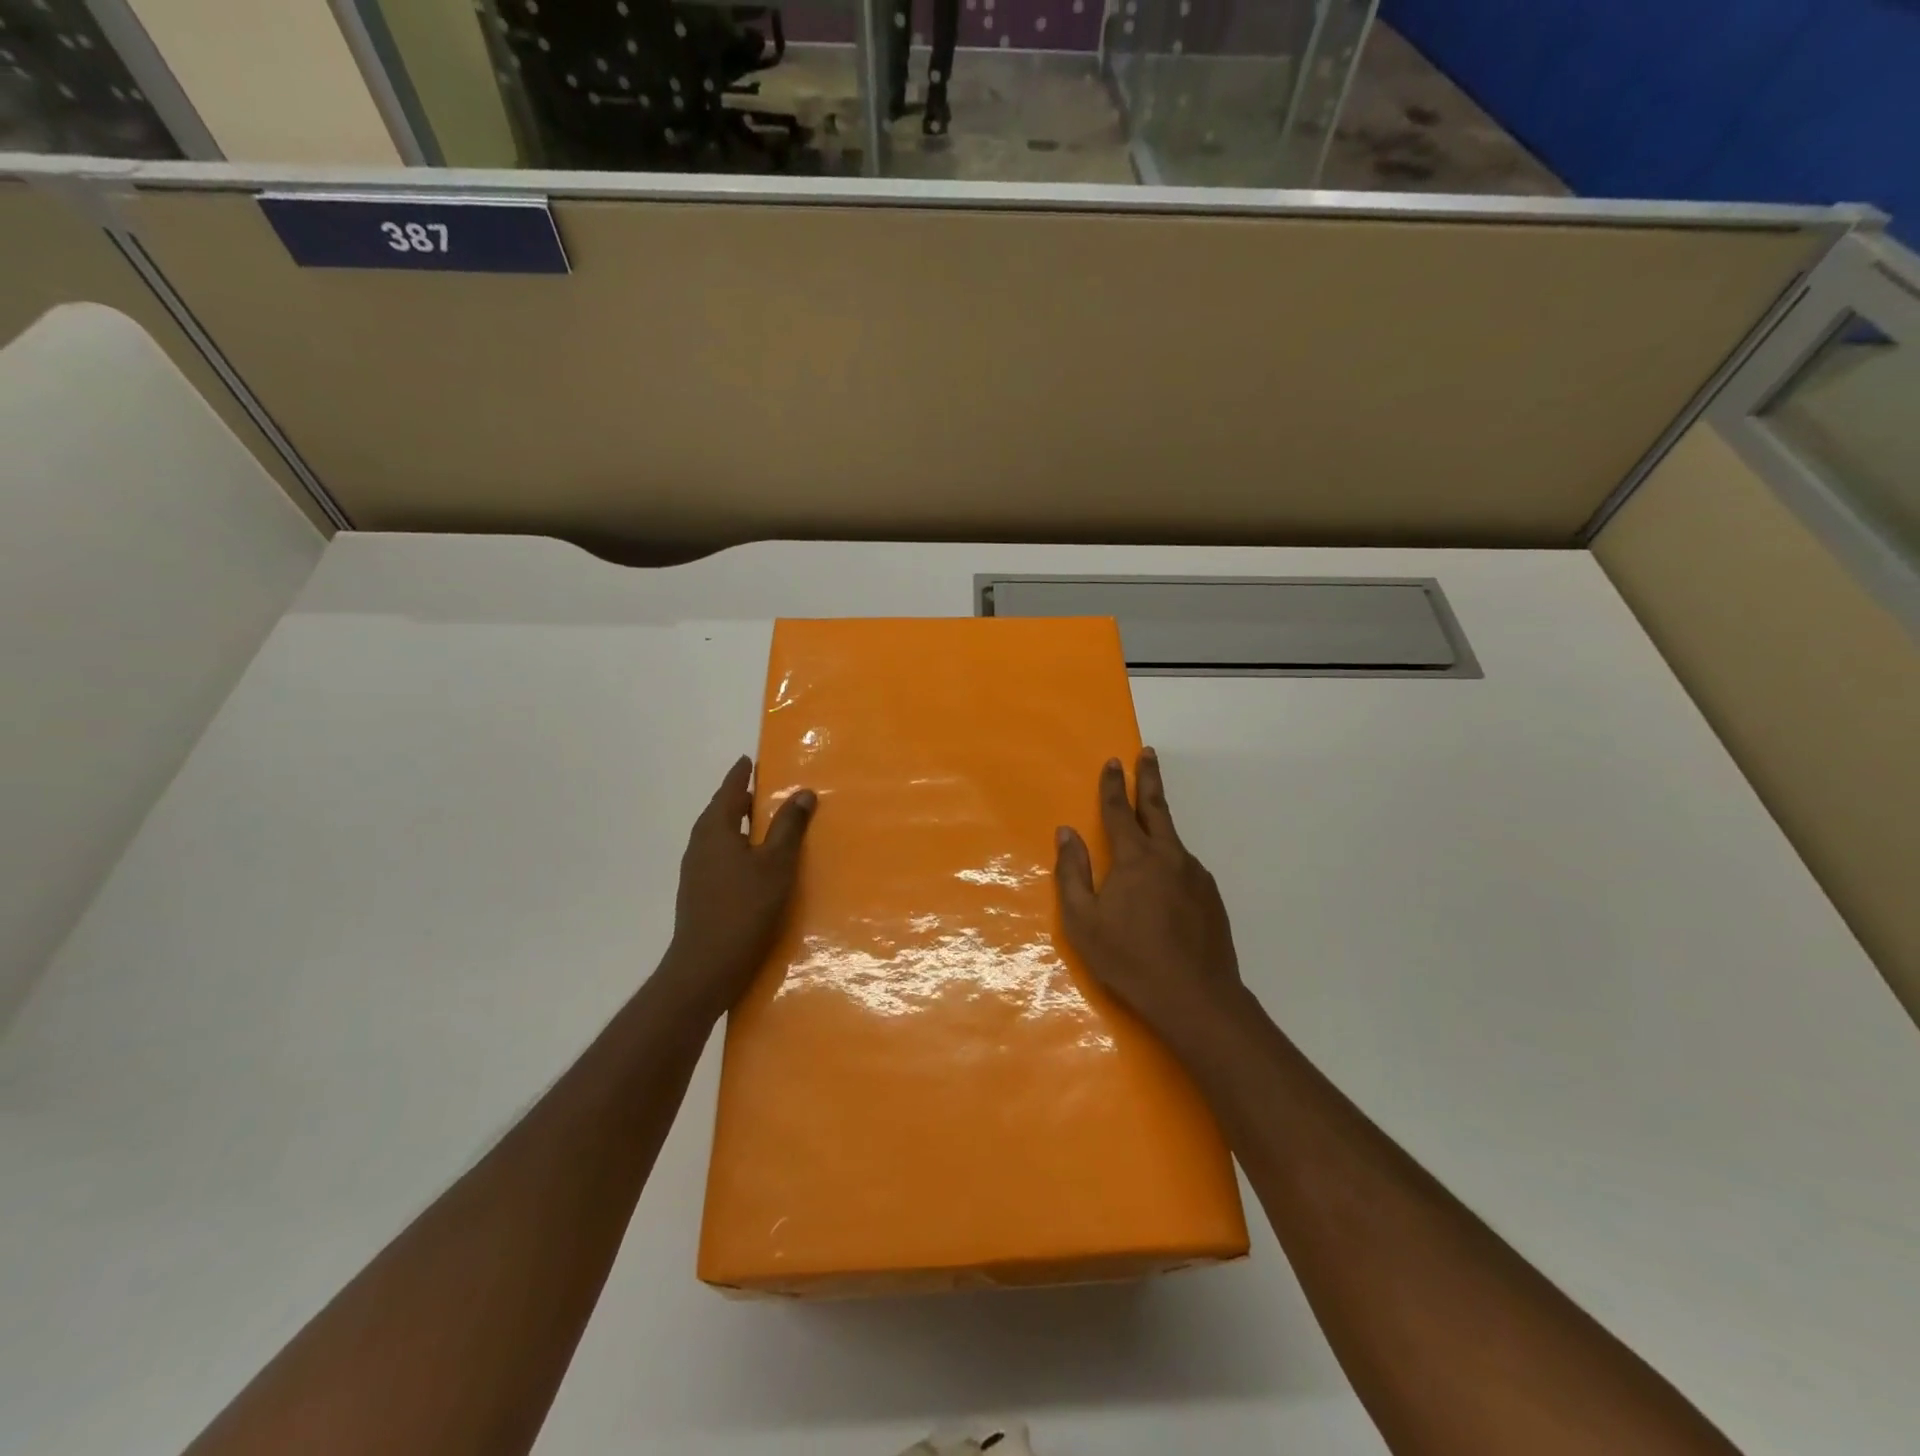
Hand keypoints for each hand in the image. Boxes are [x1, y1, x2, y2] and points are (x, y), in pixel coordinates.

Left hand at [655, 755, 814, 1022]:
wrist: (705, 967)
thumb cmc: (743, 909)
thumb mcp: (776, 864)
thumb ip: (789, 827)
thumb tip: (803, 791)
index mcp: (715, 830)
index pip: (728, 791)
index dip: (740, 774)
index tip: (749, 759)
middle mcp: (700, 845)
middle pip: (720, 812)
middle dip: (739, 799)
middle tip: (763, 790)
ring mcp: (695, 871)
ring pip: (718, 837)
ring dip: (738, 826)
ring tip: (762, 825)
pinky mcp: (698, 894)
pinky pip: (719, 857)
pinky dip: (736, 848)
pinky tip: (752, 864)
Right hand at [1055, 749, 1246, 1055]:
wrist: (1196, 998)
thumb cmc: (1129, 959)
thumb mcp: (1084, 920)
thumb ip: (1072, 872)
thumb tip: (1066, 833)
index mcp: (1135, 858)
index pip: (1120, 811)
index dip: (1113, 786)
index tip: (1112, 762)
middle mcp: (1169, 857)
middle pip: (1157, 808)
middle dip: (1149, 778)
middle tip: (1148, 753)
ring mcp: (1196, 876)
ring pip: (1173, 839)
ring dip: (1160, 821)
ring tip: (1150, 819)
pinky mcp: (1211, 897)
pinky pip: (1185, 867)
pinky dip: (1171, 859)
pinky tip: (1166, 880)